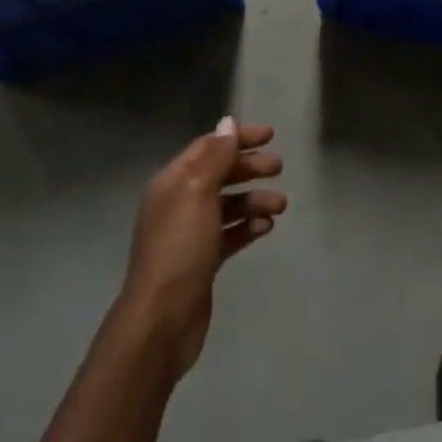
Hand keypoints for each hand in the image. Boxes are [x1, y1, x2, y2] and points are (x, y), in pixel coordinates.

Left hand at [120, 117, 284, 382]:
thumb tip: (228, 122)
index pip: (208, 147)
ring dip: (254, 199)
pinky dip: (247, 226)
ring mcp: (190, 234)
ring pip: (227, 205)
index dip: (238, 138)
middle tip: (279, 168)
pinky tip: (266, 227)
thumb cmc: (180, 248)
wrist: (161, 319)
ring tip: (280, 205)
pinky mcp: (202, 261)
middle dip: (249, 167)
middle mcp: (178, 203)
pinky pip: (230, 234)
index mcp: (172, 182)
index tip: (271, 135)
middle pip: (219, 174)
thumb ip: (216, 156)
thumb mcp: (198, 192)